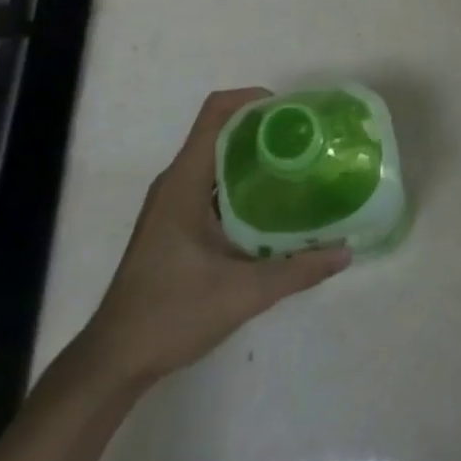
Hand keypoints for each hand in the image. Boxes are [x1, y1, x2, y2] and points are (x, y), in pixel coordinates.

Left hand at [80, 88, 350, 387]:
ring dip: (255, 156)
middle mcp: (176, 182)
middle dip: (265, 128)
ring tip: (300, 166)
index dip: (253, 99)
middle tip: (308, 140)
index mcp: (184, 182)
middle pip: (221, 131)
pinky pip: (213, 184)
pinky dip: (244, 183)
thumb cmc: (171, 314)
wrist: (114, 361)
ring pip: (218, 159)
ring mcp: (173, 203)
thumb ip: (297, 270)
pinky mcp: (175, 224)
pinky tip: (274, 205)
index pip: (216, 113)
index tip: (293, 113)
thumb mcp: (243, 293)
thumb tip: (345, 250)